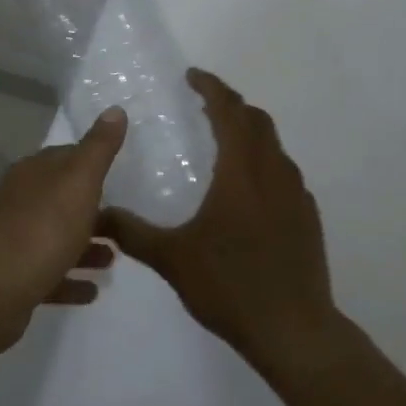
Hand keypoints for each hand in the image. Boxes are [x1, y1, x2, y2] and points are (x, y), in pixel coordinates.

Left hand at [0, 108, 125, 360]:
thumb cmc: (43, 228)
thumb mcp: (80, 181)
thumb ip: (99, 148)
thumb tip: (115, 109)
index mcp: (33, 172)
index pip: (66, 156)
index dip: (92, 163)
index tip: (119, 174)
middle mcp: (20, 201)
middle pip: (62, 198)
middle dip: (92, 208)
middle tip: (124, 220)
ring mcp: (14, 241)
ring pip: (57, 237)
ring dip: (86, 246)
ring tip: (115, 258)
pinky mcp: (14, 278)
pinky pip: (50, 274)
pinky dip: (71, 278)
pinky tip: (93, 290)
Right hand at [100, 69, 343, 381]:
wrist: (293, 329)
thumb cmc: (231, 286)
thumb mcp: (173, 259)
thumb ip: (133, 233)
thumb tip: (98, 215)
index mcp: (242, 171)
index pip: (229, 111)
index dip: (212, 88)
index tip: (192, 76)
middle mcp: (274, 172)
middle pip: (257, 121)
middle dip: (231, 105)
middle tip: (204, 106)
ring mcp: (297, 194)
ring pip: (274, 146)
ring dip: (250, 134)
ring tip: (224, 144)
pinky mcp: (308, 217)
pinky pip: (285, 174)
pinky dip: (265, 164)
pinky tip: (249, 192)